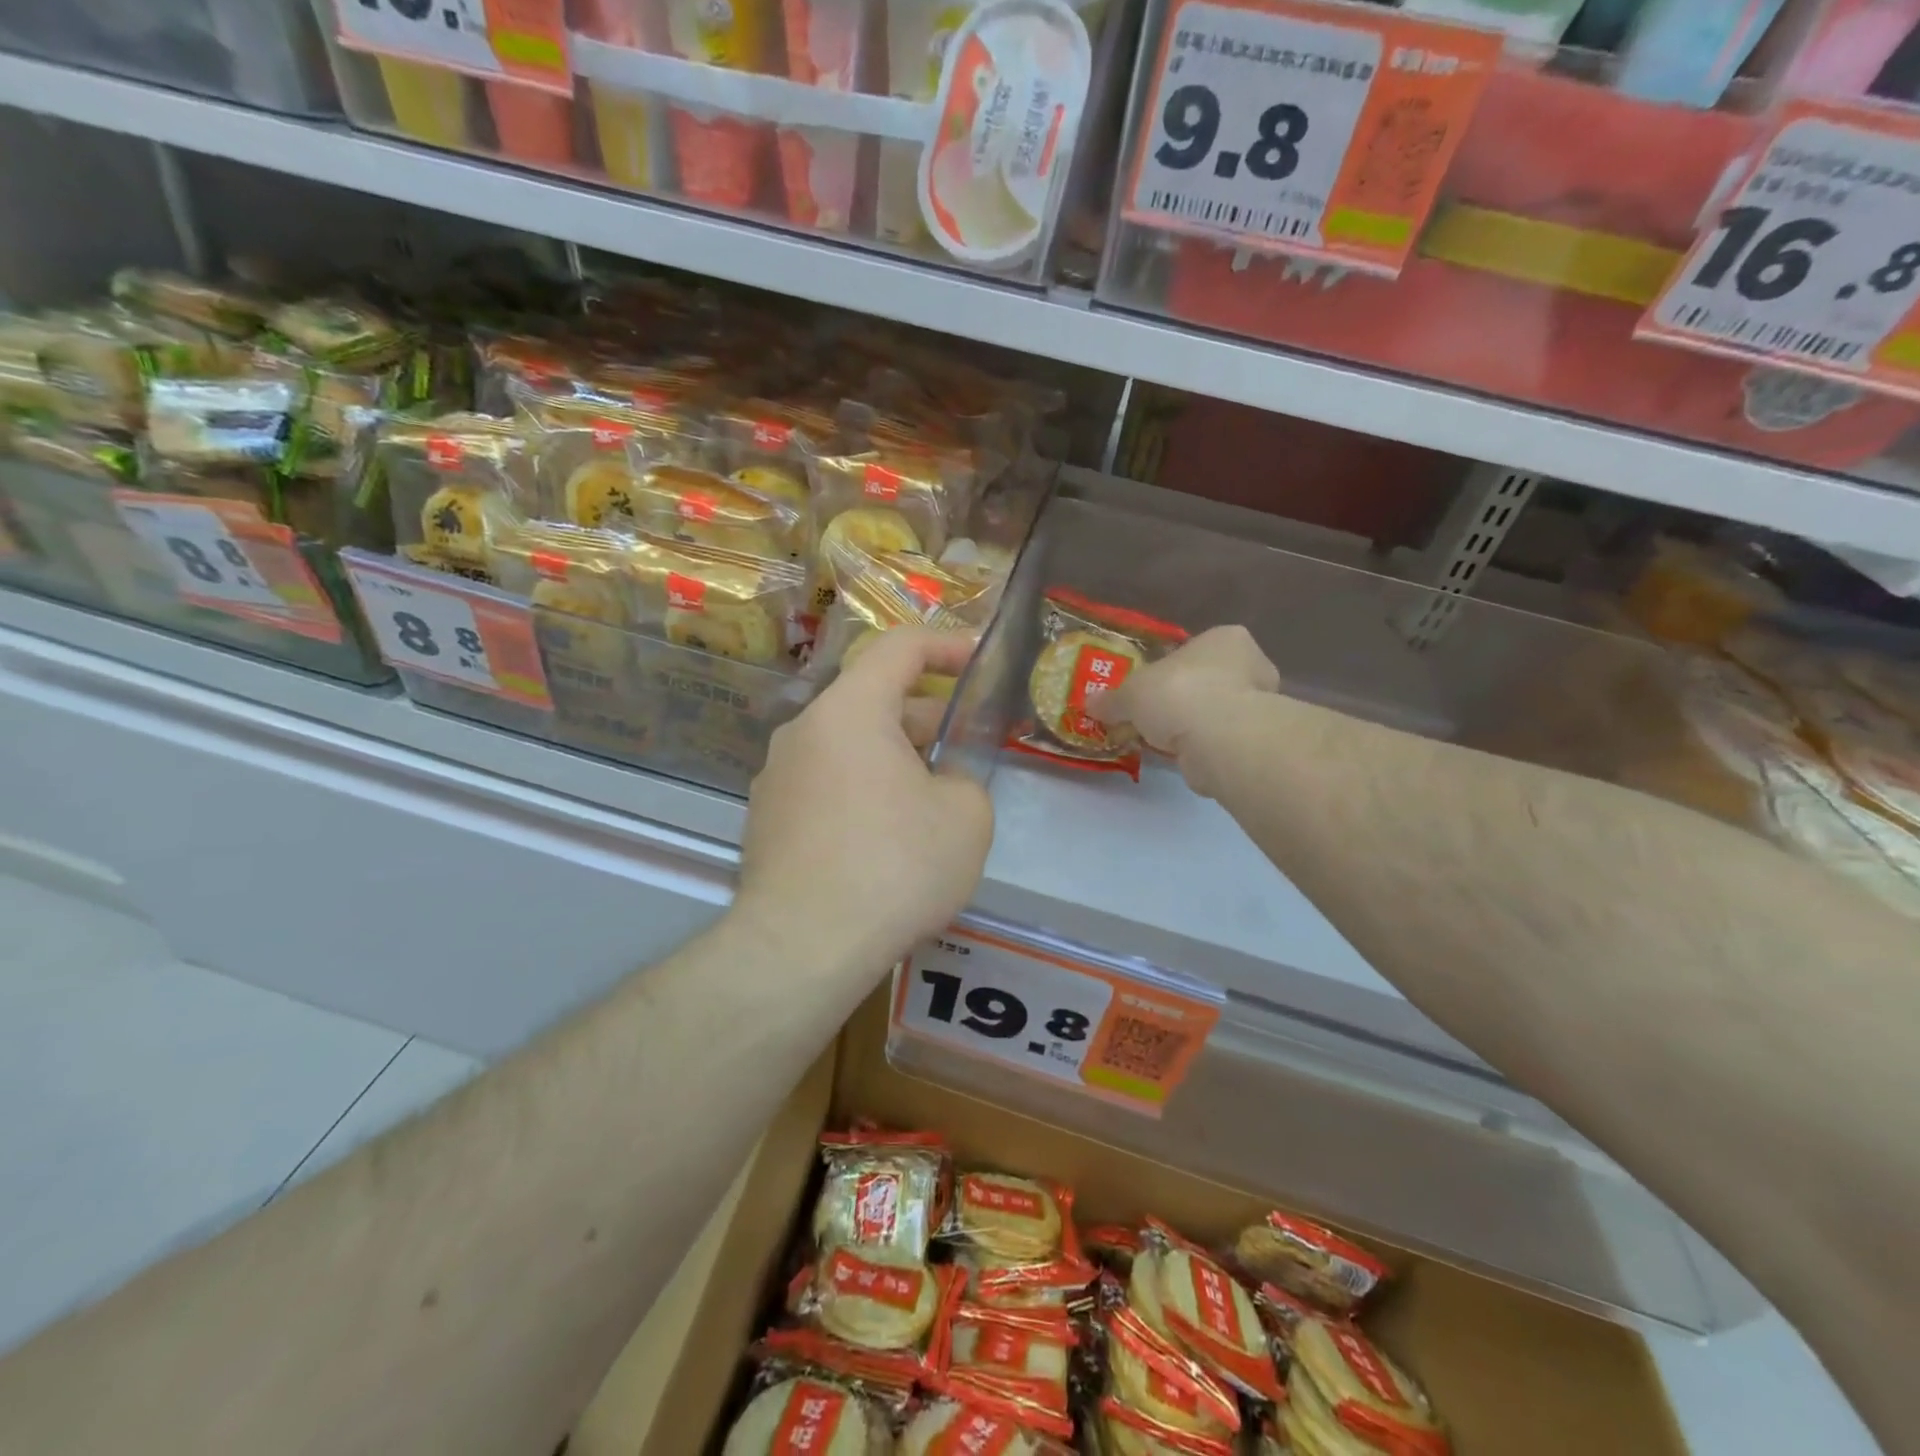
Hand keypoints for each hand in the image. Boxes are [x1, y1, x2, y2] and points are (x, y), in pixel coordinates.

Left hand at [734, 628, 993, 969]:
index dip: (947, 644)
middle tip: (968, 747)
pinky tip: (889, 838)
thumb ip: (964, 778)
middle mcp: (803, 731)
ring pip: (850, 747)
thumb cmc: (893, 866)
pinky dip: (863, 791)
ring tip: (933, 798)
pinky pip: (827, 785)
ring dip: (895, 758)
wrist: (802, 948)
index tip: (980, 659)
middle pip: (873, 701)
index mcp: (849, 711)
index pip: (899, 647)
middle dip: (927, 717)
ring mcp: (776, 777)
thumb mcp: (966, 815)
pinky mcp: (767, 820)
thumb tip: (939, 782)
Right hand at [1091, 625, 1278, 793]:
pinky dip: (1201, 748)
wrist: (1219, 739)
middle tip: (1156, 716)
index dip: (1171, 668)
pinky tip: (1179, 757)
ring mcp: (1260, 705)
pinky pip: (1219, 739)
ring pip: (1216, 712)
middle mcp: (1251, 665)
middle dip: (1185, 698)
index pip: (1196, 649)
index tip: (1152, 687)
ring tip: (1163, 741)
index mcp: (1225, 638)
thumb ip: (1112, 699)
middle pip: (1209, 680)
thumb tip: (1090, 704)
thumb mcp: (1131, 693)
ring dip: (1193, 725)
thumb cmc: (1179, 693)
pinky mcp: (1255, 741)